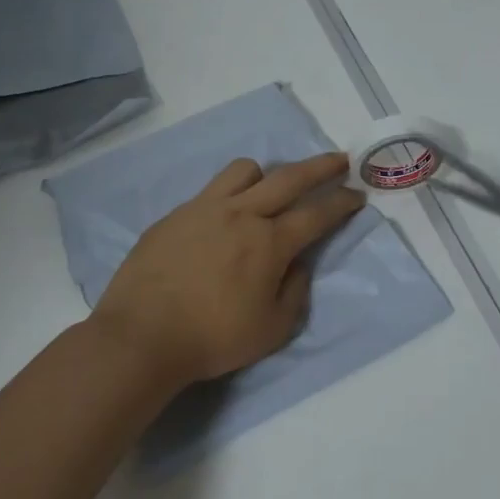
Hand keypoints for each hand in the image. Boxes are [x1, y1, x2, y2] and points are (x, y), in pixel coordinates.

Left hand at [91, 152, 366, 389]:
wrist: (142, 336)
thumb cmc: (213, 338)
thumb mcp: (273, 329)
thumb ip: (295, 292)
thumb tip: (297, 265)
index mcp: (269, 242)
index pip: (317, 213)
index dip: (342, 203)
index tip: (357, 194)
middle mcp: (241, 213)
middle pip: (288, 177)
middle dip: (320, 166)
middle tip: (338, 160)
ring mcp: (204, 209)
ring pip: (244, 171)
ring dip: (266, 175)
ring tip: (270, 189)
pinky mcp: (175, 215)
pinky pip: (210, 191)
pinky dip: (228, 196)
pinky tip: (222, 221)